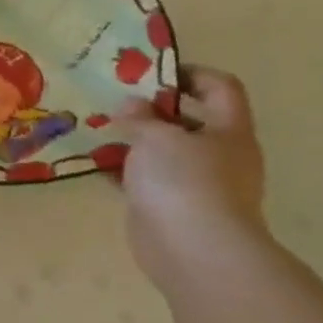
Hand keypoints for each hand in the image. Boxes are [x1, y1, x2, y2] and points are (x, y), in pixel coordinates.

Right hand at [113, 66, 269, 289]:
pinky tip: (94, 162)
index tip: (151, 72)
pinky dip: (122, 169)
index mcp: (229, 131)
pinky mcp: (170, 207)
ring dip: (133, 140)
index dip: (190, 73)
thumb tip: (131, 106)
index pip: (221, 88)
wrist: (193, 250)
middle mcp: (219, 155)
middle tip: (115, 100)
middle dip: (152, 109)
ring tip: (97, 128)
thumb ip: (141, 117)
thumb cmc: (185, 181)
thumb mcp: (158, 137)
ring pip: (163, 151)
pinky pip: (144, 179)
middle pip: (189, 120)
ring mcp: (196, 184)